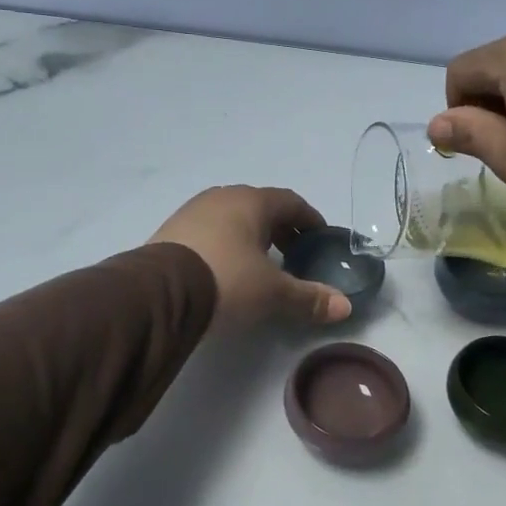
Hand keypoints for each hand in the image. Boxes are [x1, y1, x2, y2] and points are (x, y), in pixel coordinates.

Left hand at [151, 186, 353, 329]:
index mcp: (251, 202)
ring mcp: (191, 212)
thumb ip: (309, 298)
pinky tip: (224, 269)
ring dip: (250, 237)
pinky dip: (224, 245)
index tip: (320, 238)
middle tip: (293, 255)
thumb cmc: (227, 280)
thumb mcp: (273, 293)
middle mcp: (221, 198)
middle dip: (280, 229)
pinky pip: (208, 232)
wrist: (160, 293)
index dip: (309, 219)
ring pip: (231, 218)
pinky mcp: (170, 232)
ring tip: (259, 265)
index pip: (290, 202)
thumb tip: (345, 307)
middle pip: (260, 208)